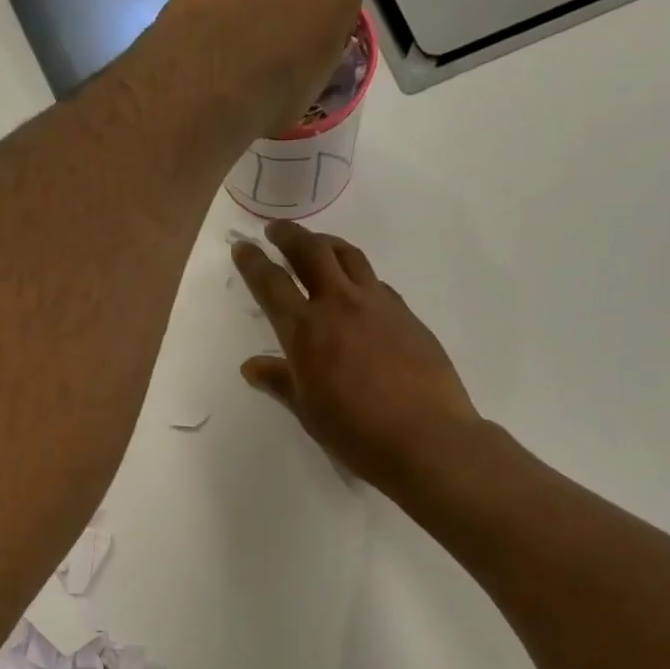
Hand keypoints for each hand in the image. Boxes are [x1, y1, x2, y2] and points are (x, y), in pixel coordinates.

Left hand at [146, 0, 360, 138]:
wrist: (211, 75)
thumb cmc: (276, 89)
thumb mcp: (312, 90)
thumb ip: (314, 62)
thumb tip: (301, 66)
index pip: (342, 4)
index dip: (324, 34)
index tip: (308, 60)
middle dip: (292, 4)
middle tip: (274, 48)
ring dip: (255, 2)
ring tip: (239, 48)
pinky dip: (224, 7)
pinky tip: (214, 41)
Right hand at [233, 221, 479, 490]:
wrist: (427, 438)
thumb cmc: (357, 433)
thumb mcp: (309, 411)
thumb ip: (280, 382)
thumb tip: (252, 366)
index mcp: (306, 331)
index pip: (272, 284)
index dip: (253, 262)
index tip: (243, 246)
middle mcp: (340, 305)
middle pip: (312, 252)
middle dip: (290, 236)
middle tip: (276, 230)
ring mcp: (378, 305)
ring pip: (349, 256)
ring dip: (327, 244)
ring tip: (317, 244)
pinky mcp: (407, 314)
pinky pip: (375, 282)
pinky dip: (357, 275)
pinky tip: (357, 289)